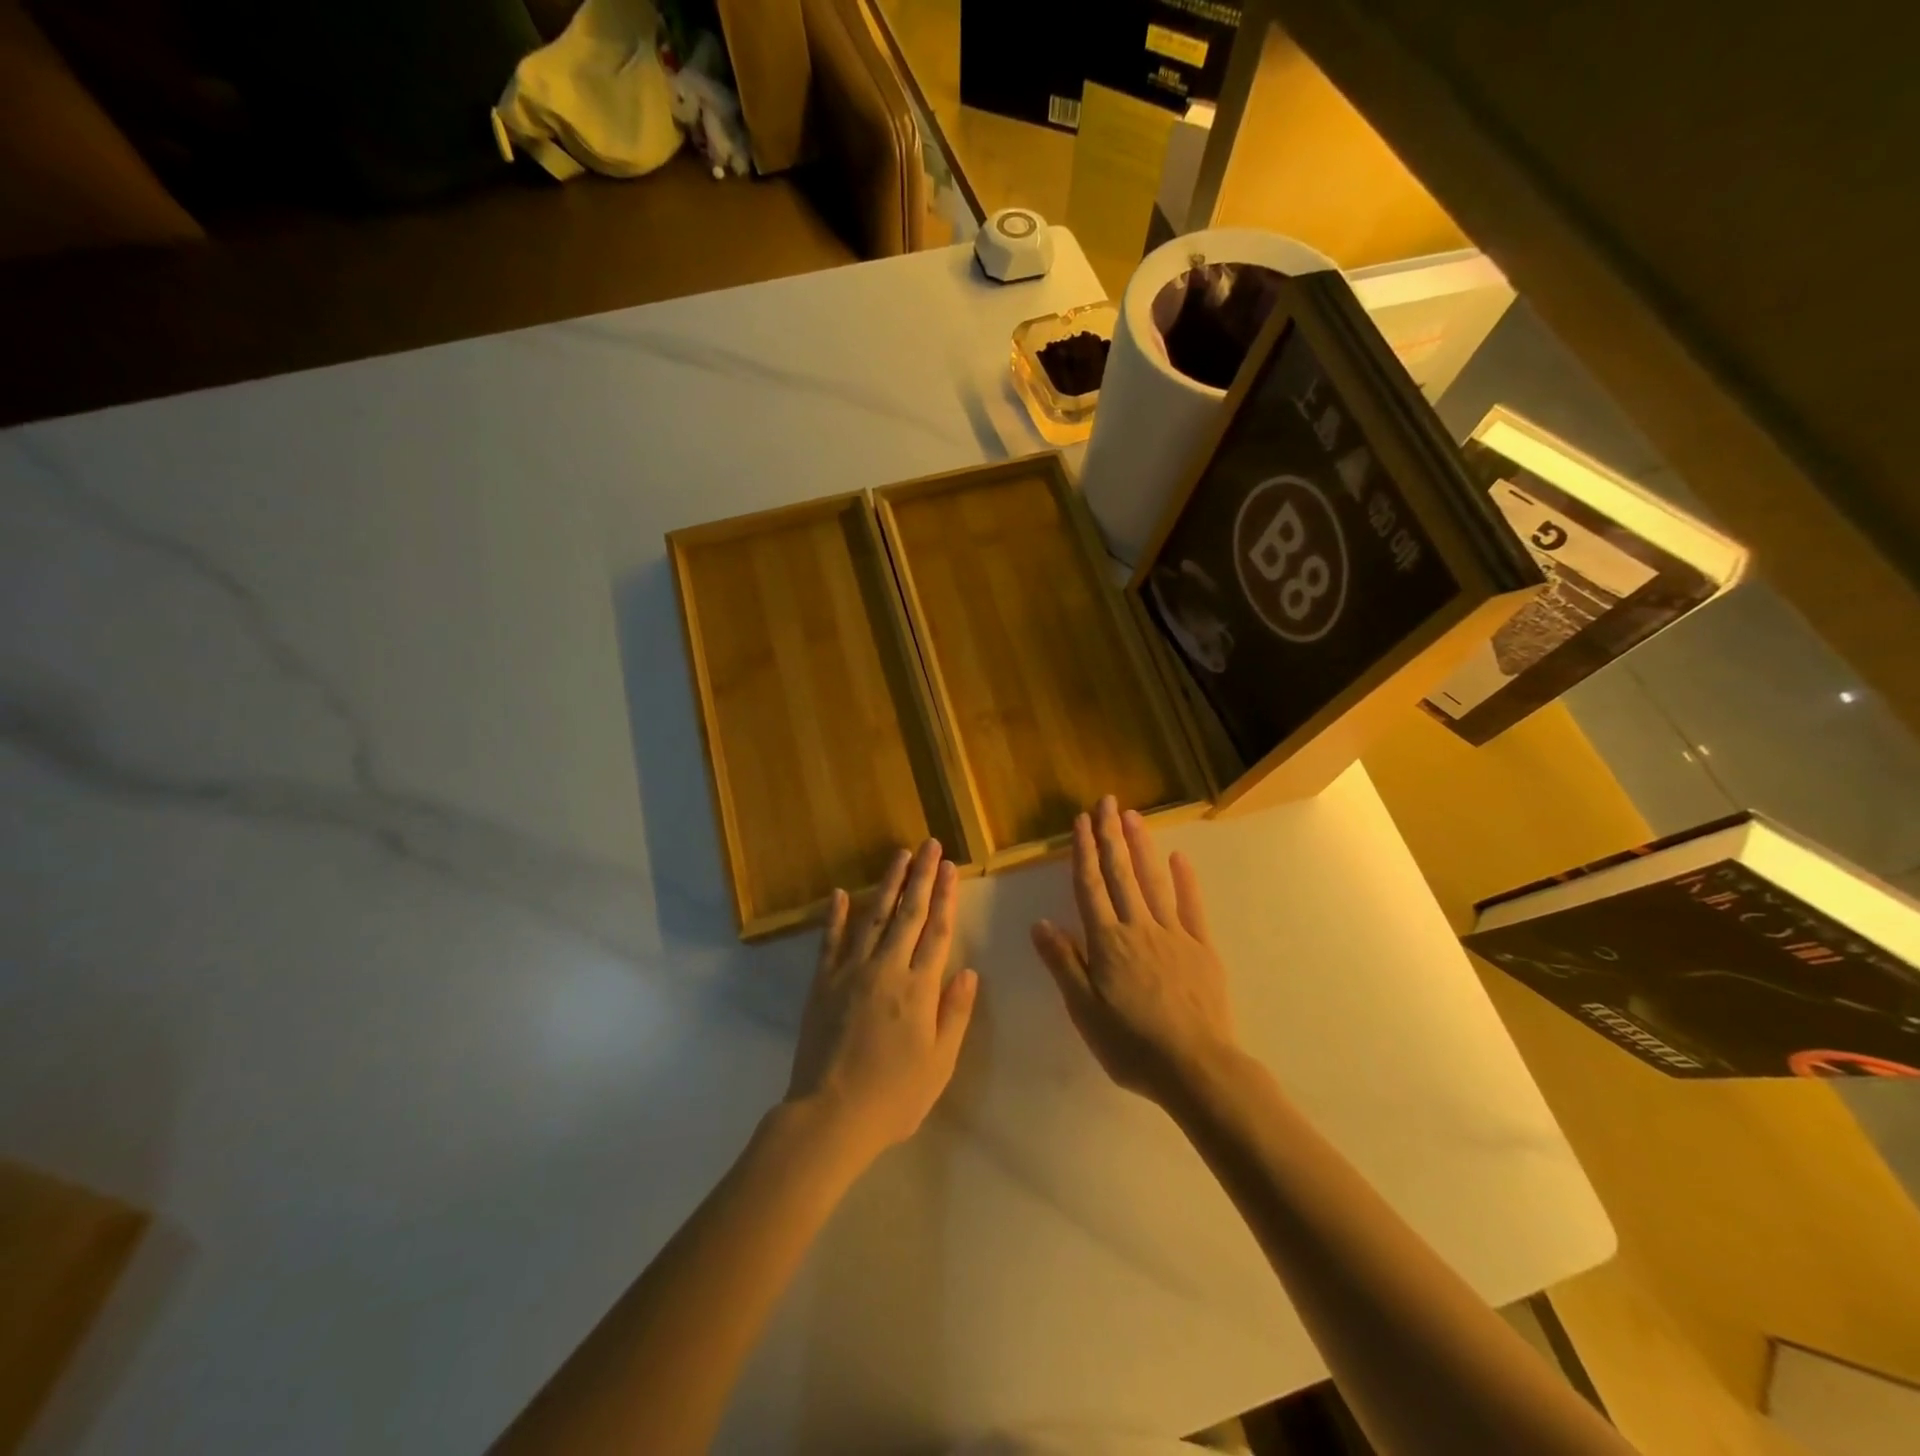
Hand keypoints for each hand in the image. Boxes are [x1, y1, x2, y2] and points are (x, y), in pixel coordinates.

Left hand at [785, 840, 979, 1166]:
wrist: (830, 1115)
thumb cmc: (894, 1096)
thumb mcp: (940, 1064)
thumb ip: (955, 1014)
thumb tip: (969, 971)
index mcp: (919, 988)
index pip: (936, 931)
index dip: (945, 897)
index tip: (950, 867)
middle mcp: (886, 969)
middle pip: (907, 913)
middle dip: (921, 877)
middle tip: (929, 845)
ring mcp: (850, 972)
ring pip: (873, 916)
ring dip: (887, 884)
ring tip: (899, 855)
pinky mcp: (822, 982)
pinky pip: (830, 941)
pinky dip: (836, 915)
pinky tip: (841, 893)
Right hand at [1031, 796, 1237, 1105]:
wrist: (1195, 1068)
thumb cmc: (1131, 1044)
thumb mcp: (1084, 1010)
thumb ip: (1063, 963)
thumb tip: (1040, 922)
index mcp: (1107, 942)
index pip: (1090, 886)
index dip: (1084, 852)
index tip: (1081, 821)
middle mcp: (1138, 927)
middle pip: (1121, 874)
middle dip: (1111, 836)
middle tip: (1107, 802)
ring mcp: (1174, 934)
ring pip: (1153, 881)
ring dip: (1141, 846)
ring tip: (1133, 816)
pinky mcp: (1202, 948)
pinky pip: (1191, 907)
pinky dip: (1184, 880)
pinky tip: (1178, 858)